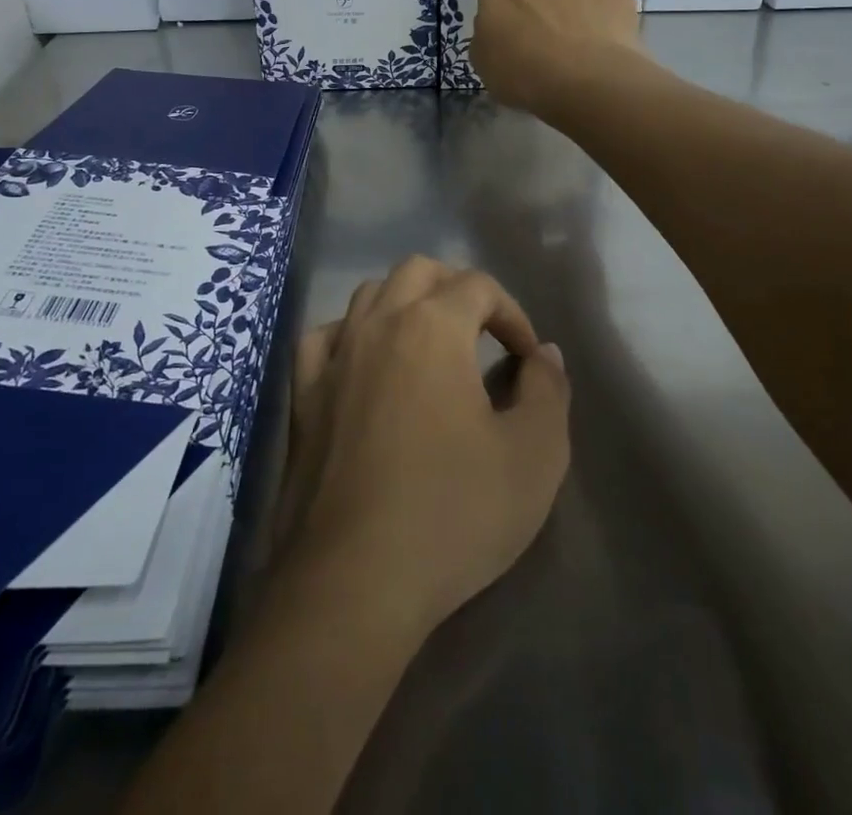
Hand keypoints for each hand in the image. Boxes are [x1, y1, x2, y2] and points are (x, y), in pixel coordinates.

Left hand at [274, 257, 570, 643]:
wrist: (355, 579)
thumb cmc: (453, 512)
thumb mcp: (534, 455)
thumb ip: (548, 390)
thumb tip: (544, 353)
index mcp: (433, 327)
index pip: (478, 286)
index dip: (512, 313)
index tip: (527, 358)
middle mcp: (378, 323)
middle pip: (419, 271)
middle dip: (458, 290)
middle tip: (483, 334)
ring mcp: (334, 356)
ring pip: (369, 294)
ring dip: (405, 303)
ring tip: (429, 345)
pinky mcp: (303, 395)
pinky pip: (324, 337)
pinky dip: (350, 335)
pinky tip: (363, 363)